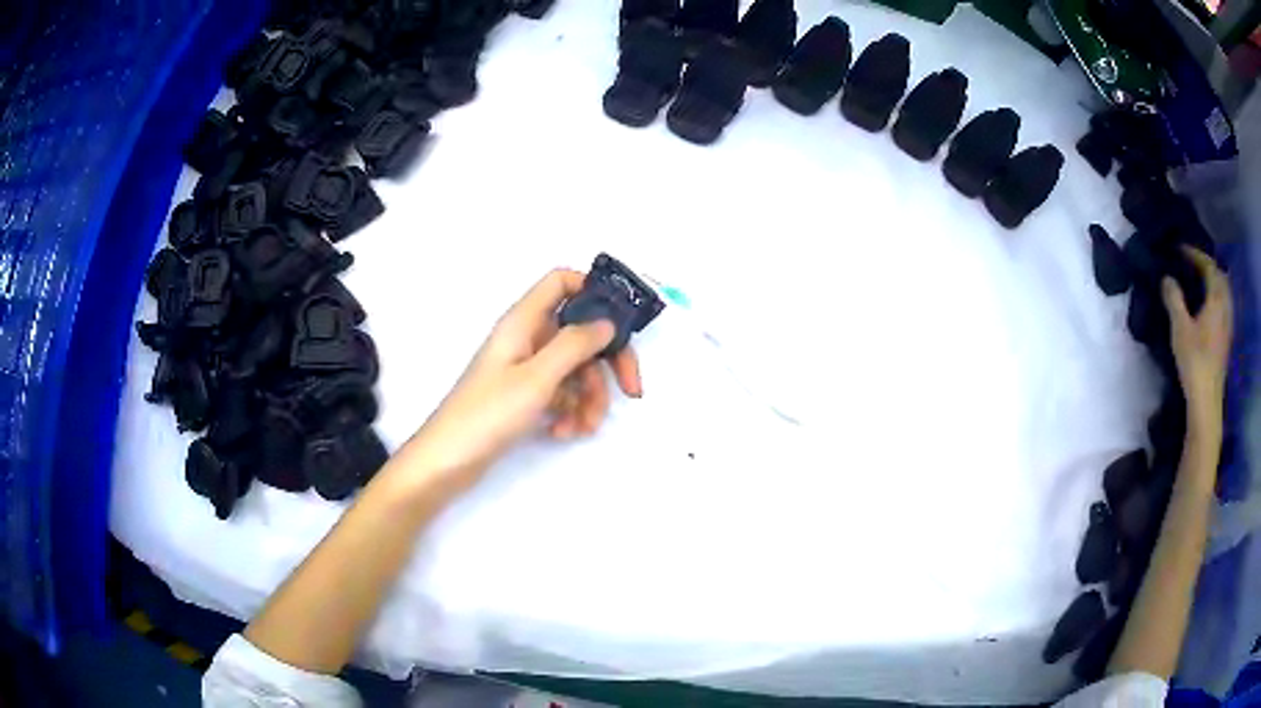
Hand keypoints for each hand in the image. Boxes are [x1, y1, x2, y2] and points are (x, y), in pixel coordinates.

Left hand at [399, 269, 641, 488]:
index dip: (593, 291)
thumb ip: (574, 345)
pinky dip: (570, 412)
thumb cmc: (487, 414)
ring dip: (589, 398)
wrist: (447, 463)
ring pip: (575, 370)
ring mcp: (526, 370)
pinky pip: (562, 395)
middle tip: (632, 390)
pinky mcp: (525, 398)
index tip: (622, 321)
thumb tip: (607, 322)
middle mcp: (526, 340)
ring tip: (583, 427)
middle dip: (607, 362)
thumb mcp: (536, 378)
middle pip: (579, 333)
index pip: (561, 283)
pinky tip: (564, 433)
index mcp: (523, 322)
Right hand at [1162, 247, 1231, 441]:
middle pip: (1220, 277)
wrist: (1206, 402)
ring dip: (1212, 283)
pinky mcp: (1226, 340)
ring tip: (1199, 284)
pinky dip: (1215, 299)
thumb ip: (1174, 299)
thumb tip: (1166, 277)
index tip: (1179, 249)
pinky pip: (1223, 307)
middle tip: (1191, 264)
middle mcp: (1225, 308)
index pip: (1208, 266)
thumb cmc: (1194, 362)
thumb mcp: (1180, 328)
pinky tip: (1207, 307)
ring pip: (1223, 293)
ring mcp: (1227, 326)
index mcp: (1216, 299)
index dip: (1194, 254)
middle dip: (1207, 266)